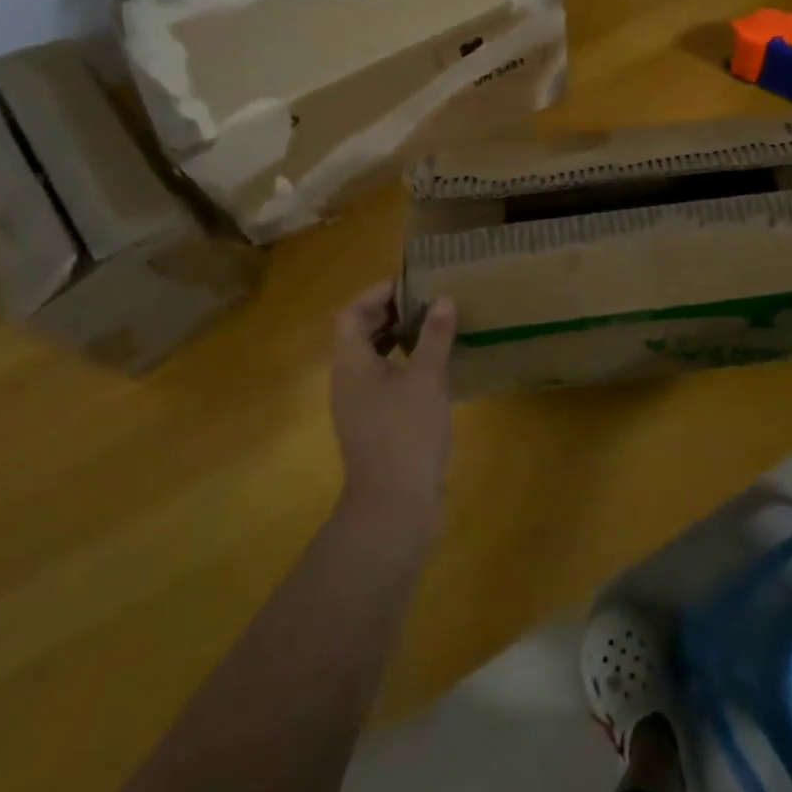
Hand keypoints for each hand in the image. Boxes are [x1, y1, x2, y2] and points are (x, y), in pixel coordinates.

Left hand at [329, 281, 457, 542]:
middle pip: (359, 334)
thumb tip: (443, 299)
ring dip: (398, 338)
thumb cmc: (406, 434)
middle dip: (389, 313)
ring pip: (372, 359)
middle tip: (426, 301)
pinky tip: (434, 370)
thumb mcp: (427, 379)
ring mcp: (359, 406)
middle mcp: (347, 381)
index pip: (351, 314)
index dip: (376, 294)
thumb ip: (435, 336)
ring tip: (433, 328)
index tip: (410, 284)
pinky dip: (404, 365)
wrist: (393, 507)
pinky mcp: (374, 426)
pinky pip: (384, 381)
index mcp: (351, 364)